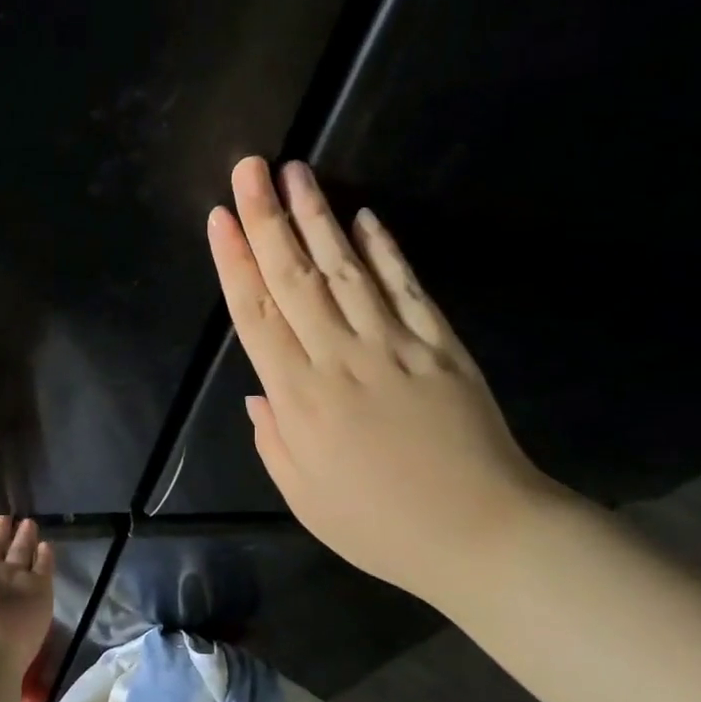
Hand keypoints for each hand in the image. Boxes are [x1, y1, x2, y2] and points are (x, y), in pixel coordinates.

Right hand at [207, 156, 565, 607]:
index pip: (257, 316)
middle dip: (268, 219)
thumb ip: (273, 440)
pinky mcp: (439, 345)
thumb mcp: (303, 496)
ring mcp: (393, 346)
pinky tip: (365, 219)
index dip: (235, 263)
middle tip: (251, 168)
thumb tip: (257, 392)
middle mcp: (339, 358)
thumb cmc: (378, 524)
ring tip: (297, 173)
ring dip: (318, 218)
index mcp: (299, 399)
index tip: (220, 218)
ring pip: (346, 270)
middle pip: (295, 278)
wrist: (480, 533)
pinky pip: (405, 289)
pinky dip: (385, 251)